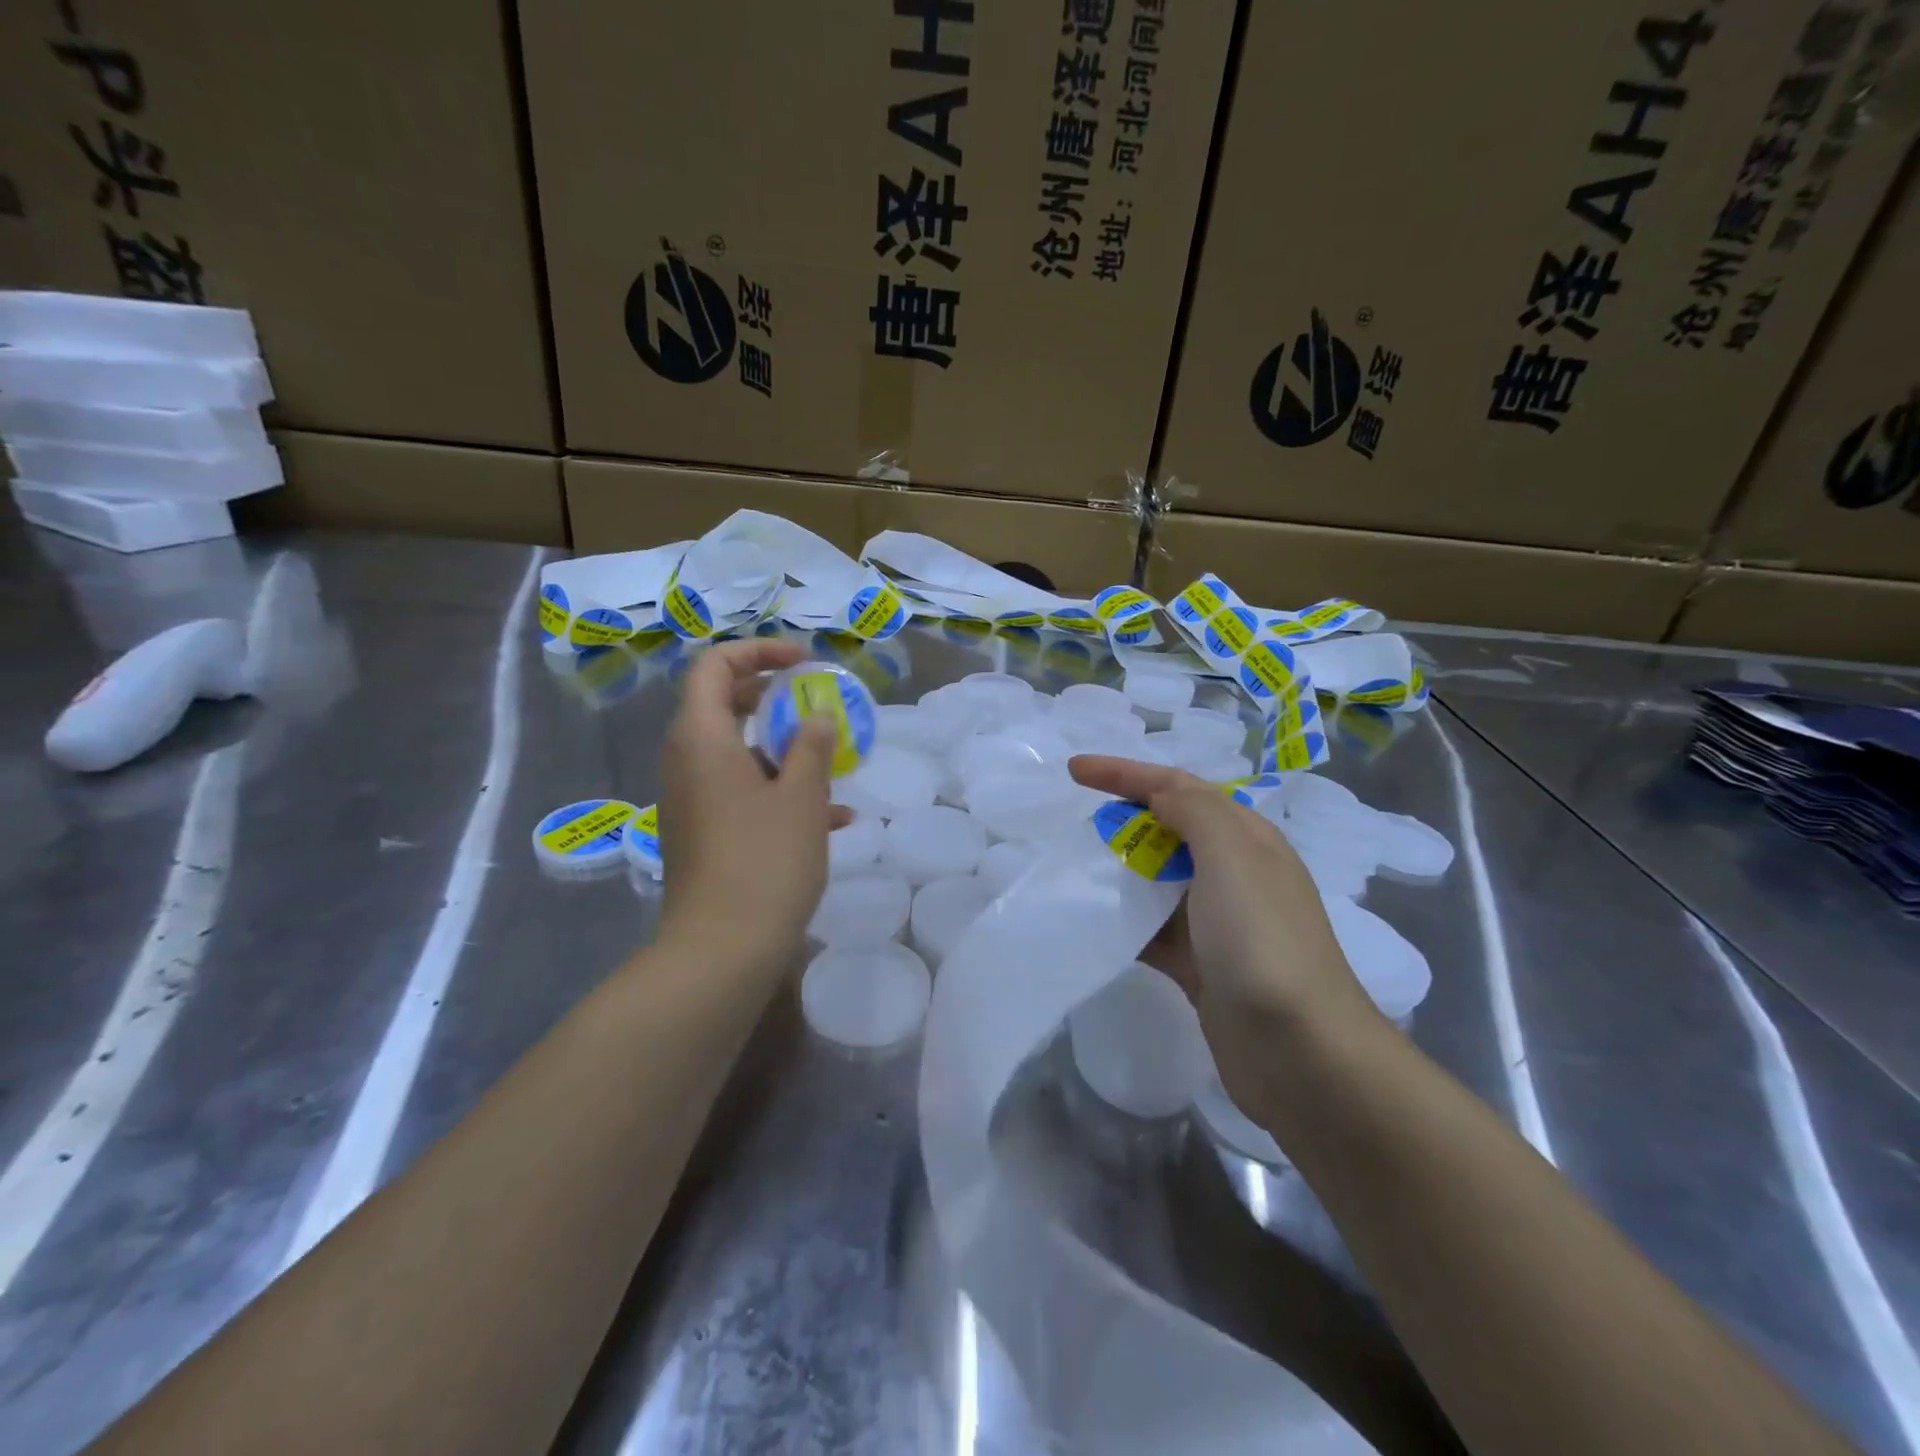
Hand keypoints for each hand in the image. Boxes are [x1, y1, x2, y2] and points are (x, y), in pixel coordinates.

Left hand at [656, 640, 843, 975]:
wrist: (722, 950)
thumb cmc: (765, 860)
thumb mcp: (802, 796)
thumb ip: (812, 745)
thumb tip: (817, 717)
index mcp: (702, 738)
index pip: (715, 666)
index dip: (759, 652)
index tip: (804, 663)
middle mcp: (686, 762)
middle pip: (722, 706)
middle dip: (773, 699)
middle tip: (814, 703)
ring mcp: (692, 800)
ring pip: (737, 753)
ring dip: (783, 750)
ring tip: (833, 764)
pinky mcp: (703, 833)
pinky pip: (740, 792)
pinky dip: (778, 791)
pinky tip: (832, 819)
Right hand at [1069, 756, 1383, 1106]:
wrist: (1300, 1051)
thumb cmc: (1262, 940)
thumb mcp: (1233, 856)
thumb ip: (1194, 812)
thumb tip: (1160, 796)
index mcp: (1246, 839)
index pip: (1178, 787)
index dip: (1125, 773)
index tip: (1074, 771)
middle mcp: (1234, 873)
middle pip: (1167, 829)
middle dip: (1122, 817)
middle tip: (1073, 821)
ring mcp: (1217, 922)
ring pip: (1157, 878)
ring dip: (1119, 867)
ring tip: (1072, 866)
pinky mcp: (1200, 965)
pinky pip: (1152, 928)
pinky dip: (1123, 918)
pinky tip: (1093, 920)